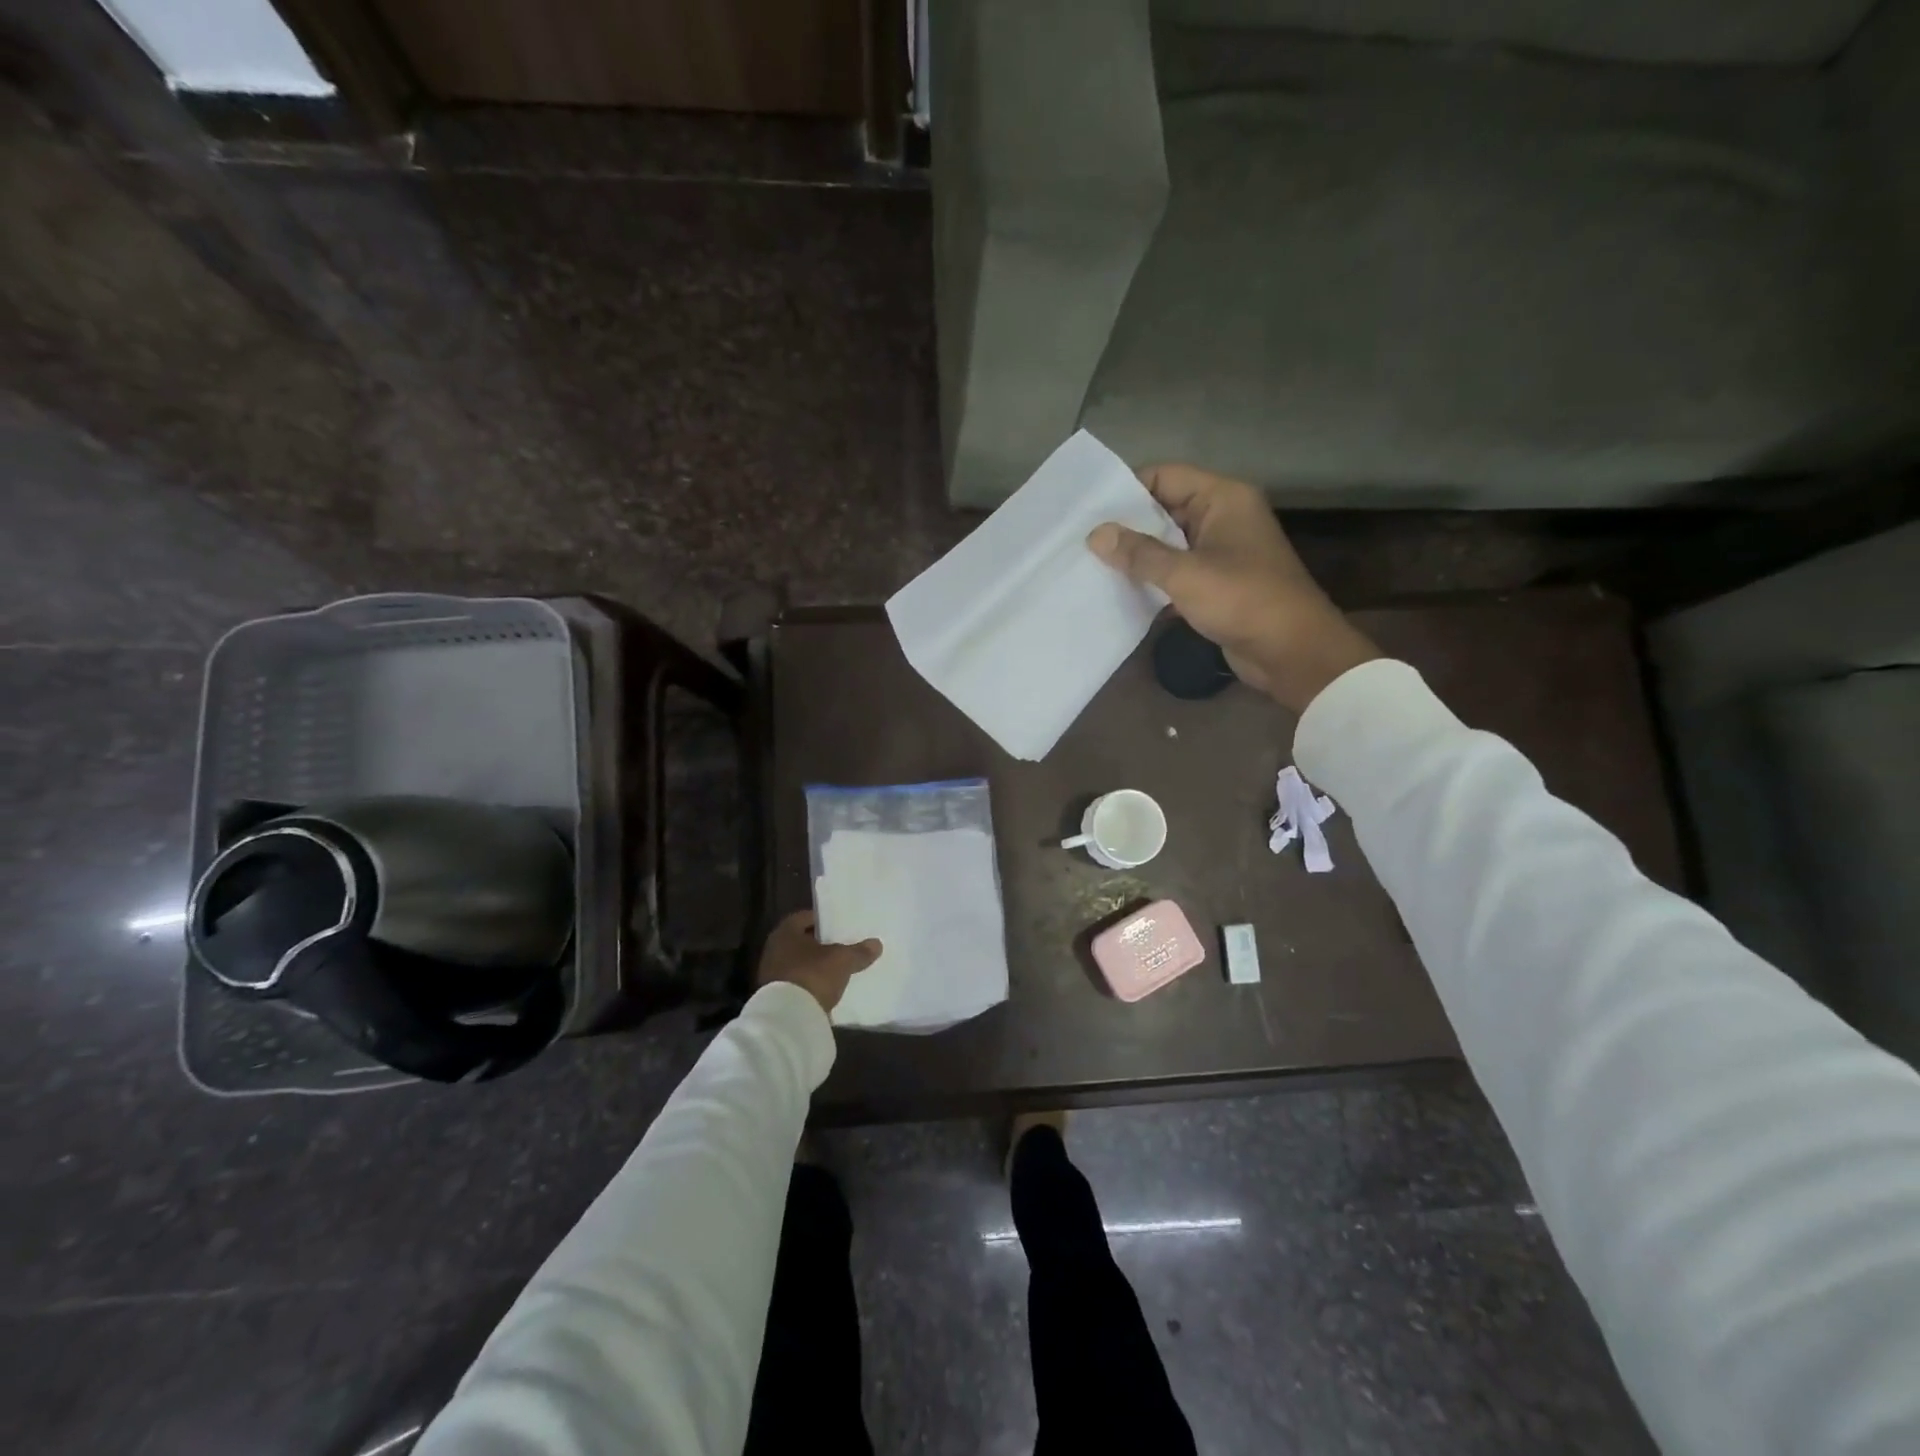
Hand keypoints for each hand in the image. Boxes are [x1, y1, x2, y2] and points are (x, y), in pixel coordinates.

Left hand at [755, 910, 881, 1013]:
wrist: (788, 1019)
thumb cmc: (812, 976)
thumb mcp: (842, 961)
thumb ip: (859, 951)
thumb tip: (876, 944)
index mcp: (785, 932)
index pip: (805, 917)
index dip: (824, 920)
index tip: (840, 925)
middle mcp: (774, 949)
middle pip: (801, 941)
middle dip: (821, 943)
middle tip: (842, 944)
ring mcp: (772, 974)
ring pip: (799, 963)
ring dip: (815, 965)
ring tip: (838, 968)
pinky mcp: (775, 996)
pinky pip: (797, 983)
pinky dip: (810, 983)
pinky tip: (826, 988)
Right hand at [1087, 463, 1380, 713]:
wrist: (1291, 652)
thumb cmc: (1242, 600)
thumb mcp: (1185, 574)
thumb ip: (1139, 553)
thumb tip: (1095, 535)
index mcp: (1223, 498)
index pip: (1165, 476)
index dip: (1127, 490)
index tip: (1089, 511)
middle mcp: (1223, 517)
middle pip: (1165, 509)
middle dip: (1127, 526)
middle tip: (1082, 540)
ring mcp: (1221, 551)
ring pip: (1169, 543)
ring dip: (1138, 556)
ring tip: (1093, 565)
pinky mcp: (1218, 583)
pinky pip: (1177, 571)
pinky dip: (1153, 579)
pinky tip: (1121, 591)